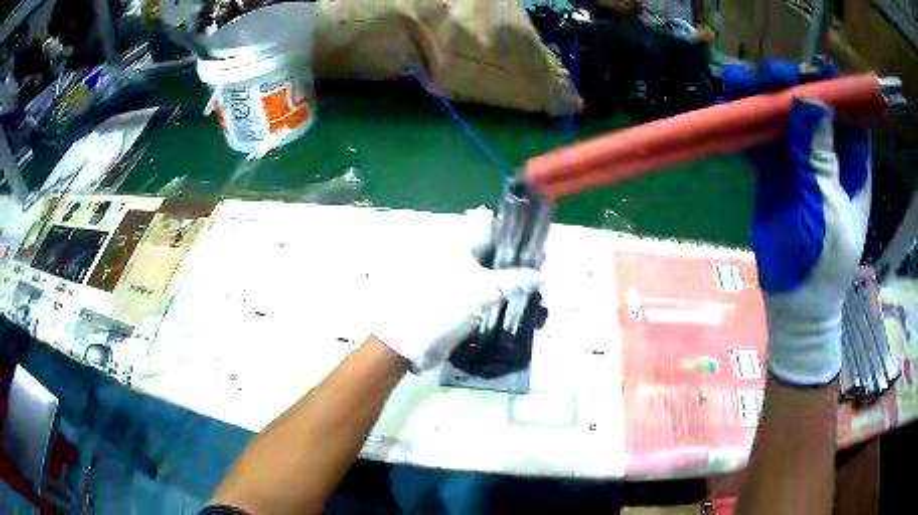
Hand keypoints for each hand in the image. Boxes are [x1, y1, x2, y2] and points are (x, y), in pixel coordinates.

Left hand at [371, 210, 540, 372]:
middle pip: (493, 247)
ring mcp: (457, 274)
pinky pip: (483, 286)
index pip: (492, 225)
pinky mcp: (456, 294)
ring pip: (489, 268)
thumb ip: (515, 280)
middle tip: (540, 265)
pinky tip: (515, 297)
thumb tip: (541, 274)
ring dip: (509, 274)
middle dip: (516, 255)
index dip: (515, 230)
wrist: (411, 338)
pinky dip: (499, 289)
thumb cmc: (445, 305)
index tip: (536, 241)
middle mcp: (458, 253)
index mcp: (460, 243)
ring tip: (533, 282)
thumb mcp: (484, 291)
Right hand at [725, 60, 870, 385]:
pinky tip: (727, 109)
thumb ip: (820, 159)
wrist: (794, 303)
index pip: (847, 115)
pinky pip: (758, 141)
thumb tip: (810, 100)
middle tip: (769, 75)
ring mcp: (798, 163)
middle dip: (790, 86)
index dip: (833, 89)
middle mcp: (826, 156)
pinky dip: (744, 125)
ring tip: (736, 82)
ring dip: (760, 100)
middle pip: (809, 108)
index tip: (816, 67)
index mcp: (851, 166)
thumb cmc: (823, 263)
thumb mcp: (827, 210)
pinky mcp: (773, 174)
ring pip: (780, 119)